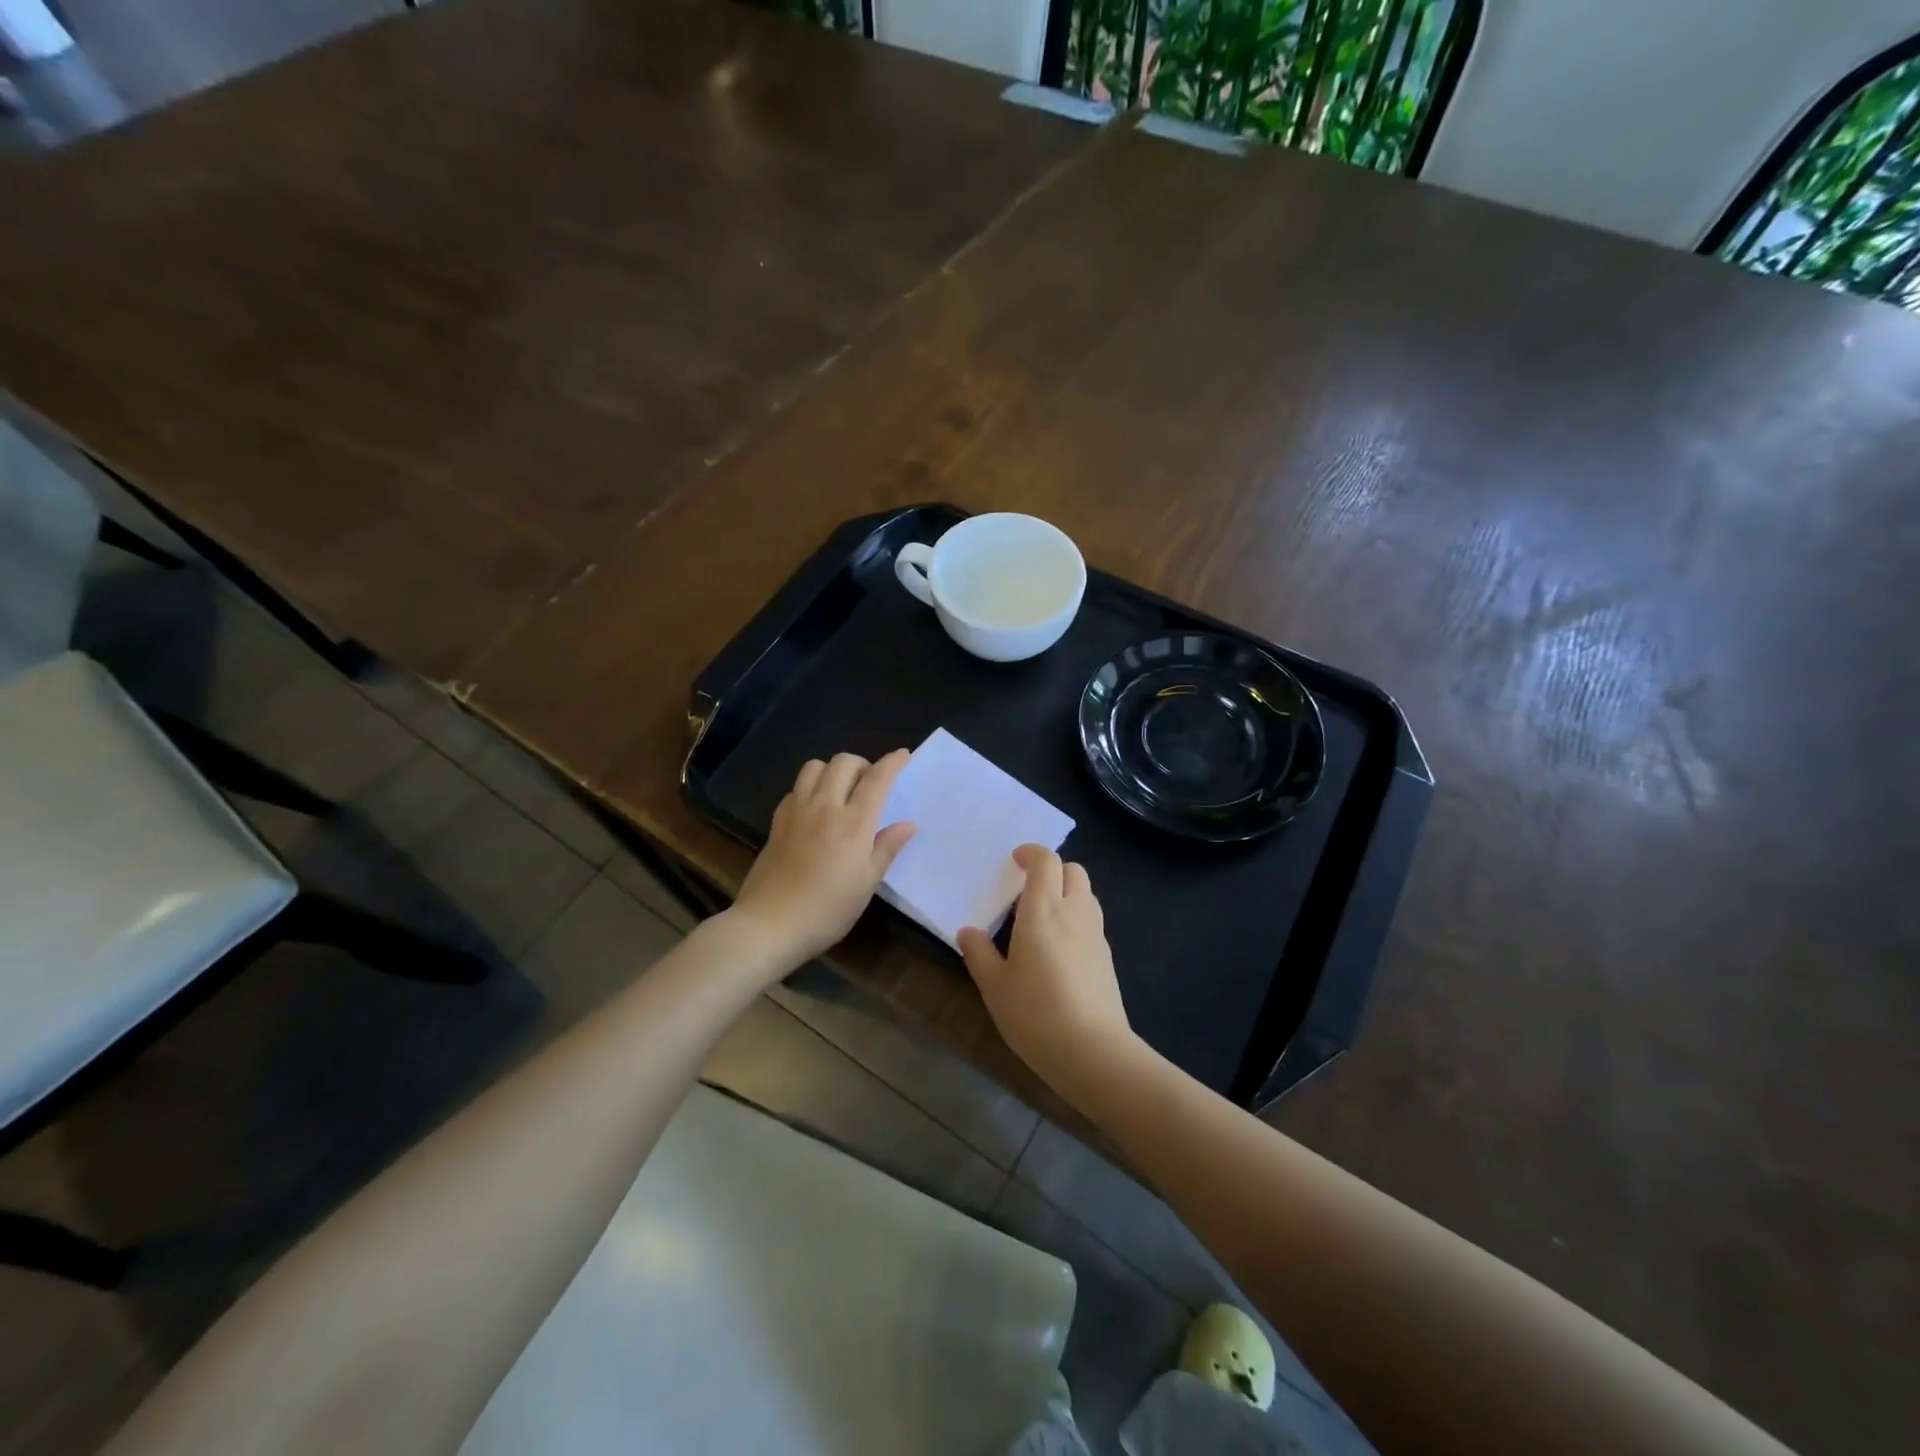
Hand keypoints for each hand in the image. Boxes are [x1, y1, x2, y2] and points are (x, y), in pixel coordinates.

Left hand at [732, 750, 916, 965]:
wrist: (770, 923)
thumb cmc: (828, 909)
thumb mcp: (867, 884)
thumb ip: (887, 848)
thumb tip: (908, 825)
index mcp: (854, 822)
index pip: (877, 779)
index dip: (892, 762)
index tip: (903, 755)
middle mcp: (825, 806)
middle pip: (843, 762)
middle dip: (862, 763)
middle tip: (870, 782)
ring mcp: (797, 811)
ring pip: (814, 766)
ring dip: (832, 769)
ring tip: (841, 789)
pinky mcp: (777, 821)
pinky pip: (795, 788)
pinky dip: (810, 787)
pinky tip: (815, 808)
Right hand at [957, 846, 1138, 1102]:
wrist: (1093, 1051)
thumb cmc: (1035, 1014)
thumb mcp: (995, 987)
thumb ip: (980, 954)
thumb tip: (967, 931)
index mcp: (1043, 910)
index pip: (1046, 862)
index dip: (1032, 853)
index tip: (1015, 860)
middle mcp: (1074, 912)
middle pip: (1073, 870)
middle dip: (1052, 869)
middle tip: (1028, 888)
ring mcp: (1095, 934)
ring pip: (1086, 893)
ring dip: (1067, 891)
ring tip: (1042, 917)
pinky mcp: (1107, 956)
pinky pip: (1091, 920)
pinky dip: (1076, 917)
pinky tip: (1059, 948)